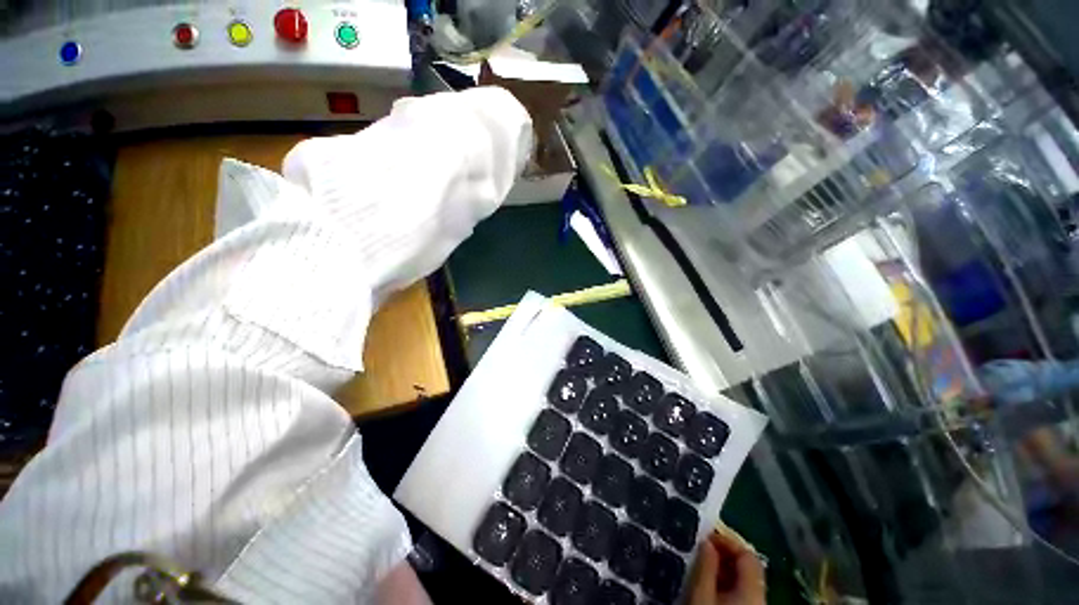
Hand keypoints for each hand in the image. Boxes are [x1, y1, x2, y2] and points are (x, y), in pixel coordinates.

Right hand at [689, 526, 765, 604]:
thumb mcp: (701, 593)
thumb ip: (705, 566)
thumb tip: (706, 540)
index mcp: (753, 587)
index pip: (747, 553)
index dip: (726, 540)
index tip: (704, 536)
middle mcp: (761, 594)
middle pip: (746, 566)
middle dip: (723, 553)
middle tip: (700, 550)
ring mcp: (756, 604)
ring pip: (742, 579)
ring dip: (722, 568)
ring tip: (701, 567)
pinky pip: (740, 591)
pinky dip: (725, 583)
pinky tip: (709, 585)